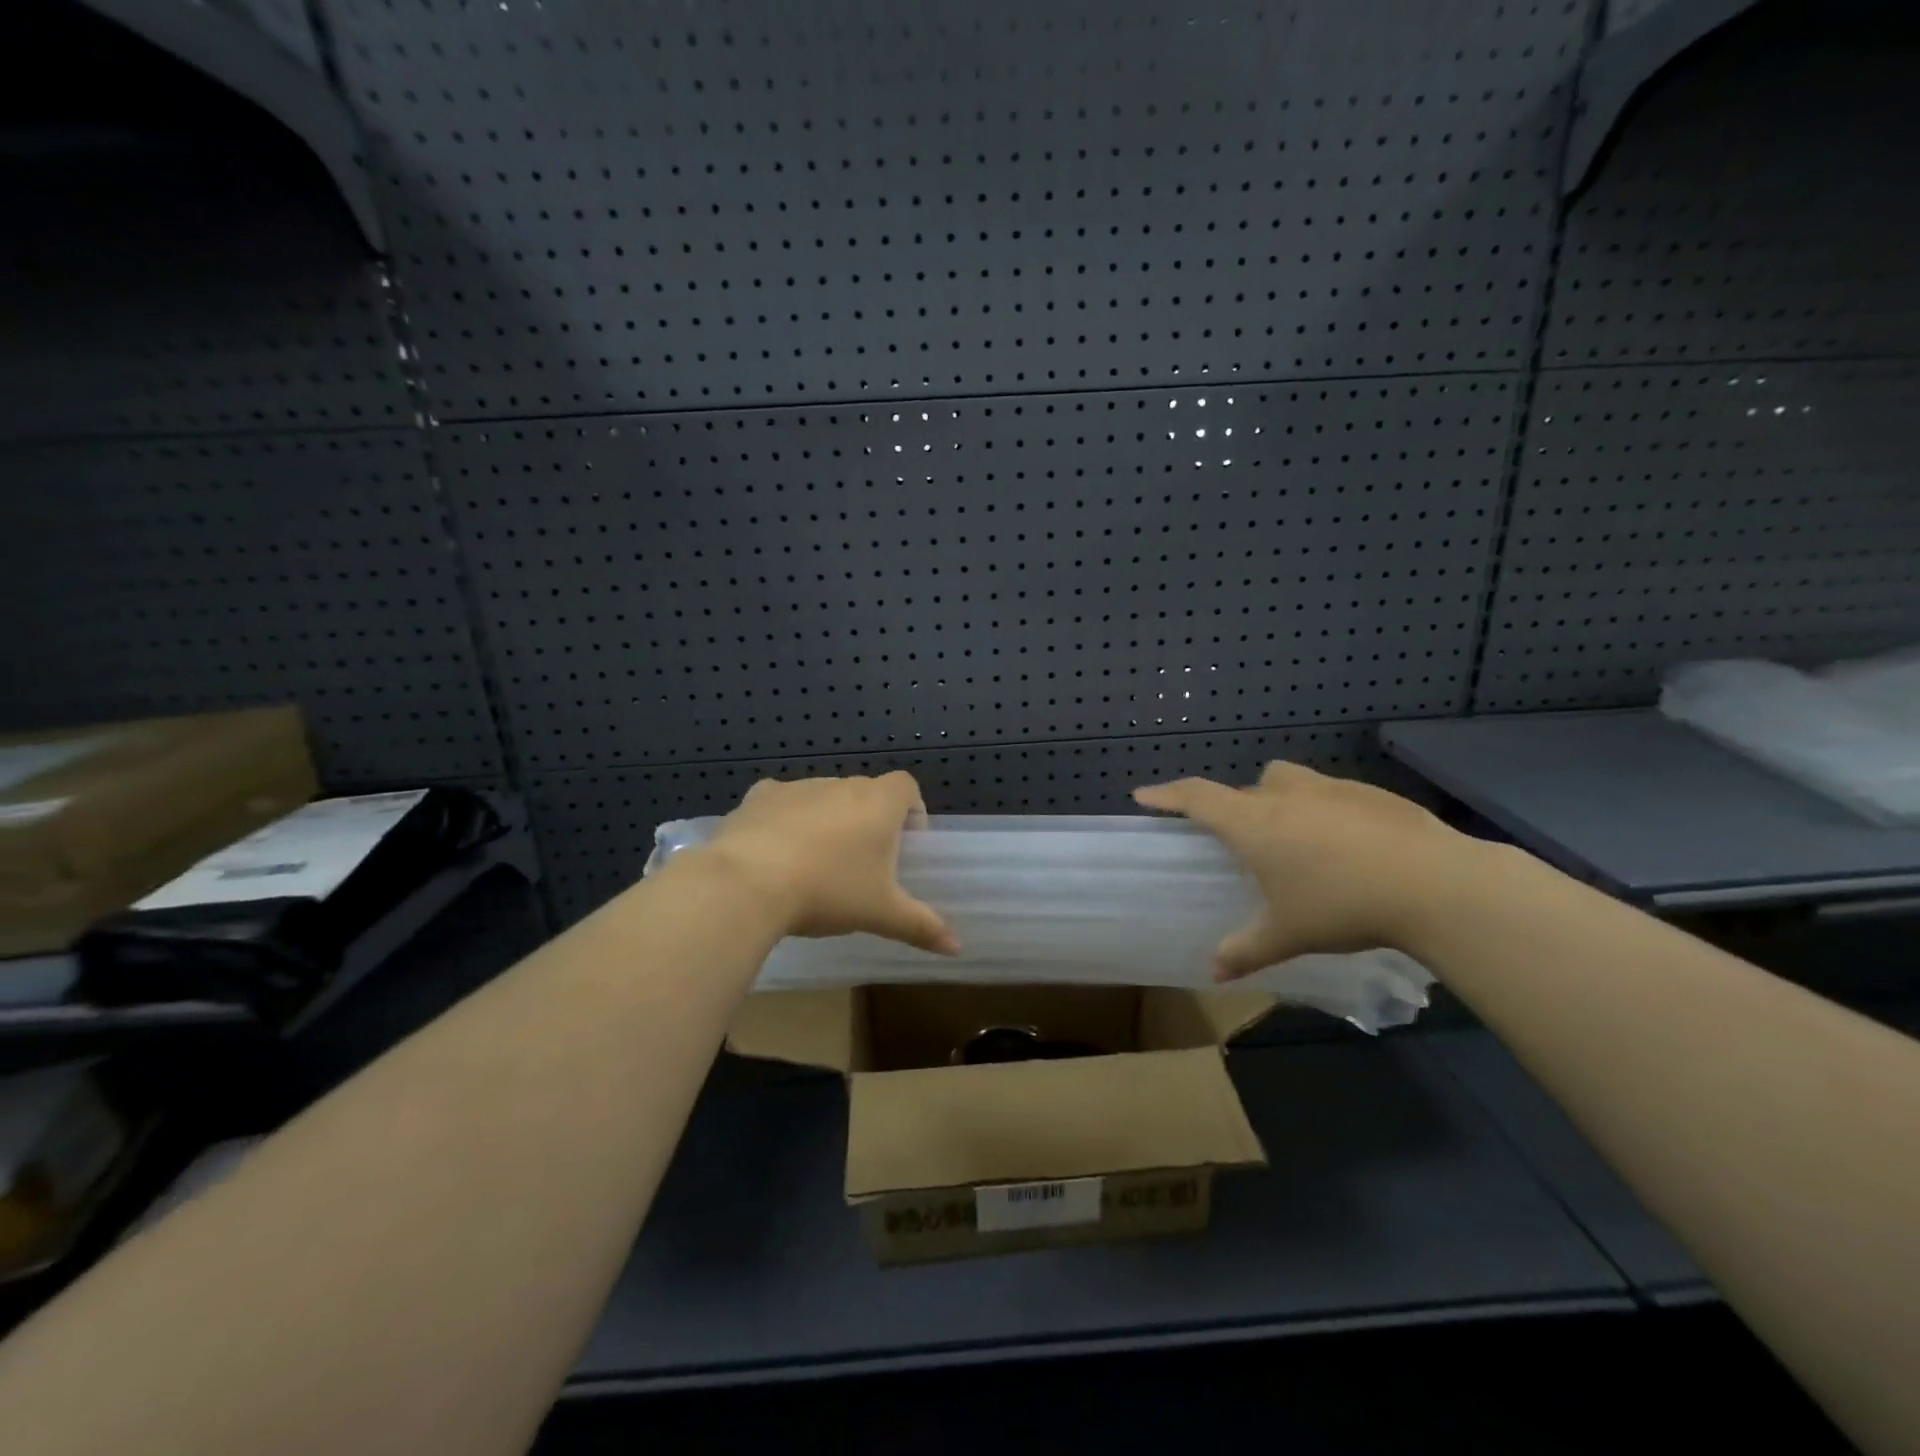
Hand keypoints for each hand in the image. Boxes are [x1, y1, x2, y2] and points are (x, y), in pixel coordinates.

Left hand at [700, 773, 959, 954]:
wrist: (748, 882)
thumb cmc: (829, 891)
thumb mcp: (881, 914)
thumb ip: (921, 926)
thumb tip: (957, 948)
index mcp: (878, 803)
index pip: (907, 786)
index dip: (912, 809)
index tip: (906, 843)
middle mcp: (841, 785)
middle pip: (865, 793)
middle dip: (869, 820)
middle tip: (862, 863)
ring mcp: (798, 787)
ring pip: (824, 798)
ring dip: (828, 820)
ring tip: (817, 863)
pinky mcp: (759, 797)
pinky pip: (782, 802)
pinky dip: (785, 819)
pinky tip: (776, 851)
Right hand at [1134, 762, 1474, 979]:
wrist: (1435, 884)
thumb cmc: (1341, 905)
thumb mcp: (1287, 934)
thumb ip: (1245, 950)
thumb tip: (1213, 972)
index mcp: (1253, 822)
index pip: (1196, 797)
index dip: (1167, 795)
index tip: (1144, 795)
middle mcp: (1285, 794)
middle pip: (1244, 789)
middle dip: (1233, 808)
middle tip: (1240, 843)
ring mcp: (1331, 789)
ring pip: (1287, 782)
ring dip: (1278, 801)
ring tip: (1296, 842)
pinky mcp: (1371, 794)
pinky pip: (1330, 795)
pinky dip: (1323, 812)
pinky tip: (1348, 850)